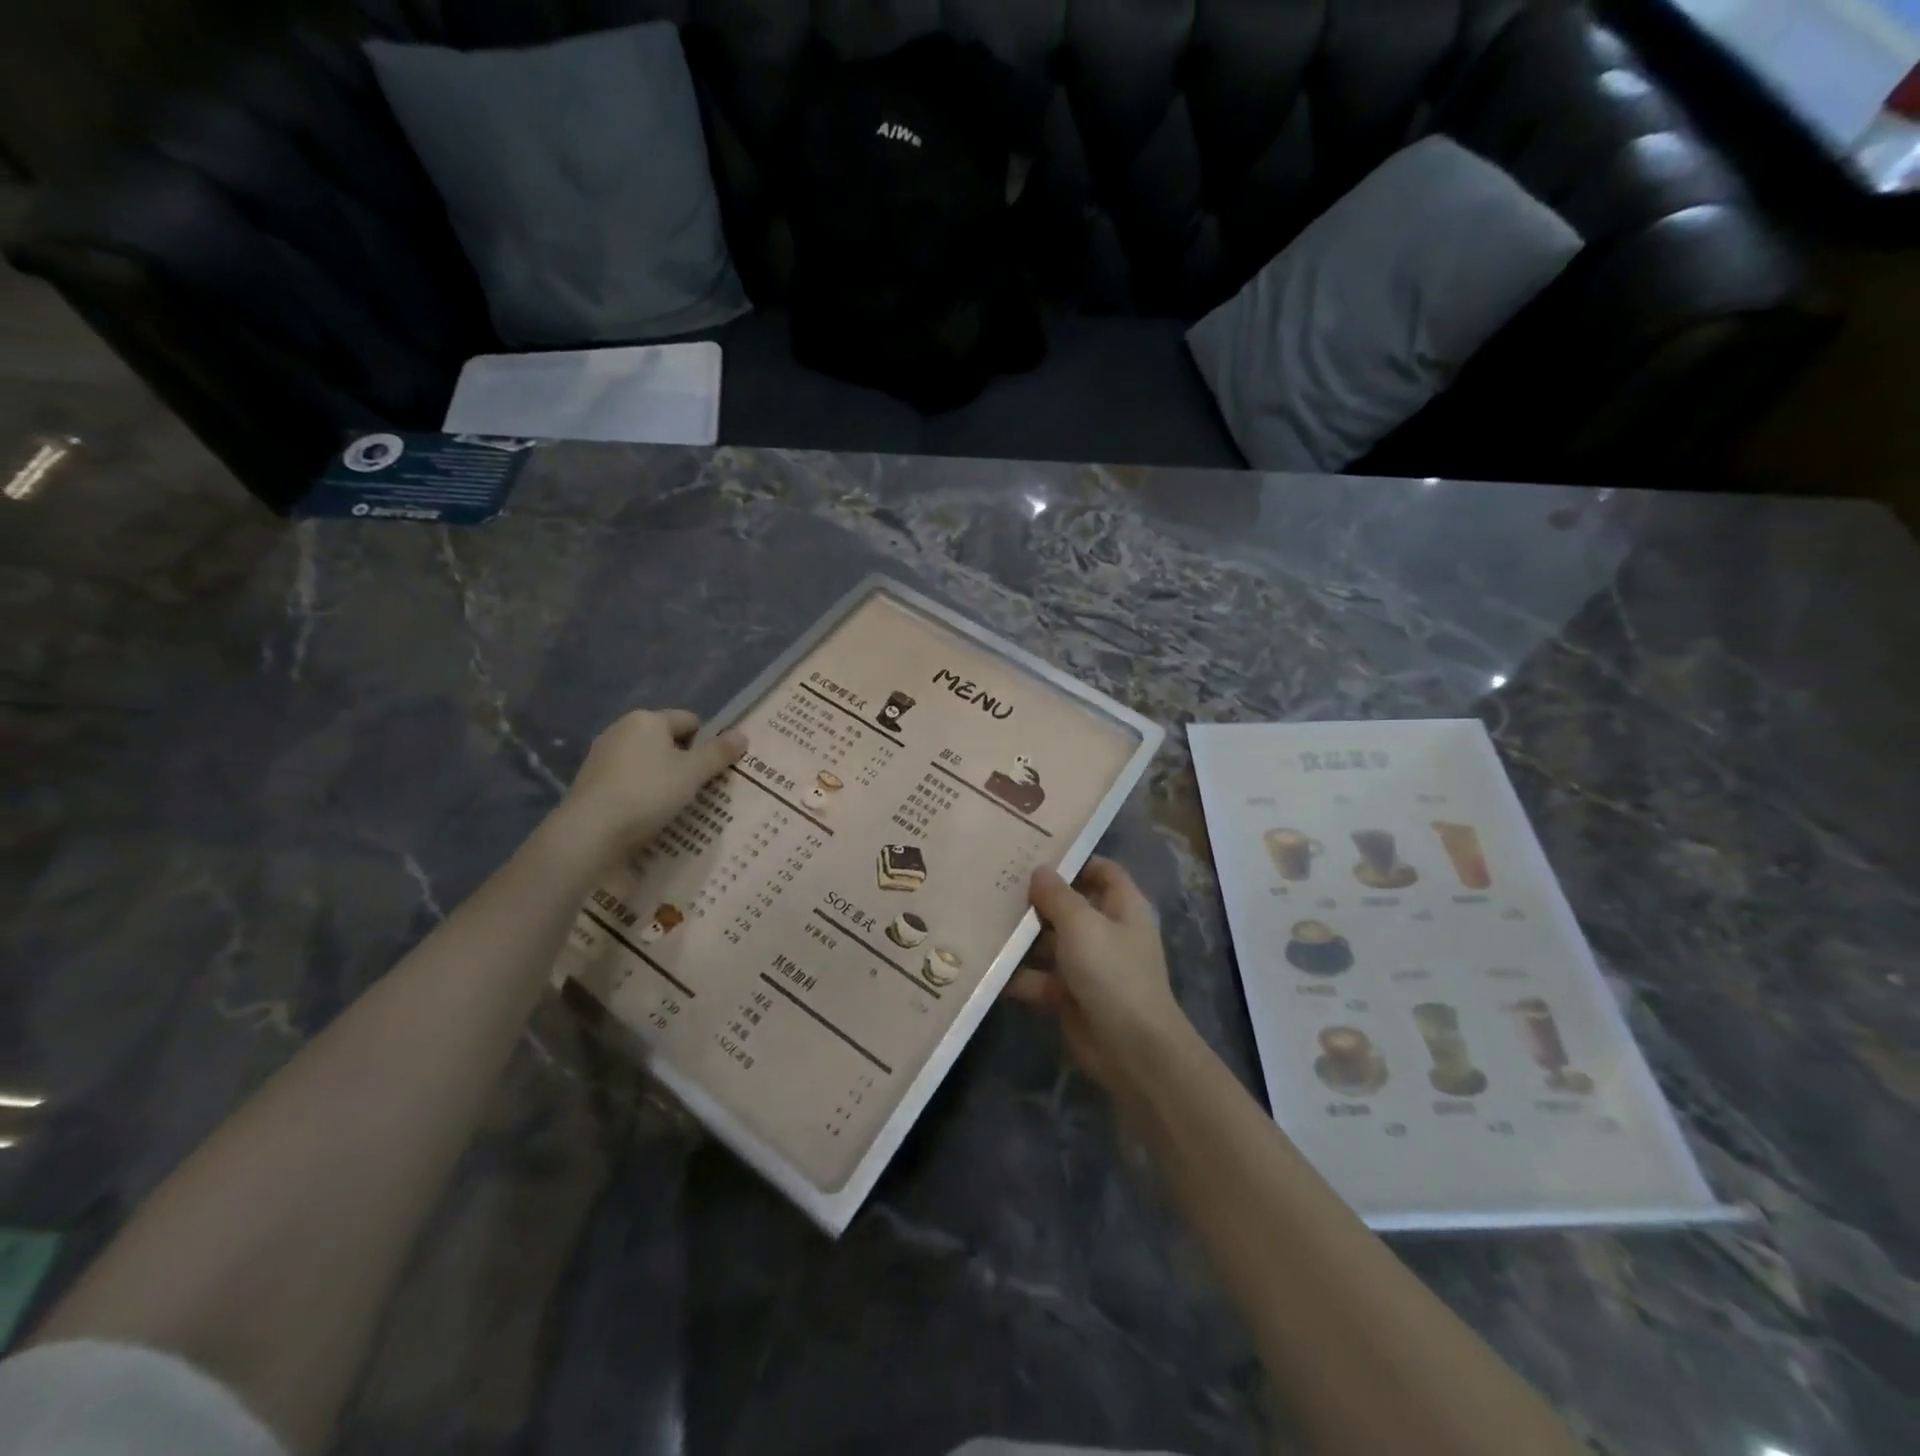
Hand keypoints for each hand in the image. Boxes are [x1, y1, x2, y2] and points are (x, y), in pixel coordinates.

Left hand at [549, 709, 745, 866]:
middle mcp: (622, 729)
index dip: (707, 743)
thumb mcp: (694, 773)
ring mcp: (602, 755)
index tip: (713, 771)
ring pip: (647, 762)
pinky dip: (642, 792)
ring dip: (664, 779)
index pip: (690, 721)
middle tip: (699, 790)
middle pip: (667, 741)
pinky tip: (648, 814)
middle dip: (685, 762)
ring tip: (676, 806)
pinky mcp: (591, 780)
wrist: (591, 831)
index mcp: (648, 719)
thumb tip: (742, 734)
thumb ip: (719, 753)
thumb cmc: (649, 793)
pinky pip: (629, 780)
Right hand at [1004, 857, 1188, 1098]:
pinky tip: (985, 965)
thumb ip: (1057, 895)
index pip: (1101, 871)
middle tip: (994, 883)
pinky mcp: (1069, 996)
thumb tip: (1039, 871)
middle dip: (1035, 898)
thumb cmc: (1112, 973)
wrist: (1131, 1050)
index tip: (1035, 851)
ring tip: (981, 919)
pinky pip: (1039, 978)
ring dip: (1021, 937)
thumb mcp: (1082, 924)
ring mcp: (1087, 965)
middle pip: (1068, 906)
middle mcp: (1106, 932)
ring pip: (1049, 942)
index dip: (1074, 860)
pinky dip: (1017, 975)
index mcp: (1122, 907)